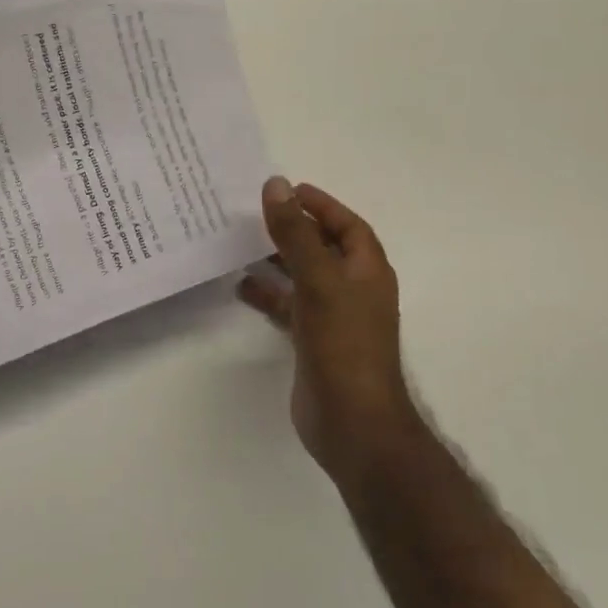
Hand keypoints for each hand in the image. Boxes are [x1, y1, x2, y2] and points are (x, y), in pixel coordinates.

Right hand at [238, 177, 409, 477]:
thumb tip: (276, 186)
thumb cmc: (343, 344)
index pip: (348, 226)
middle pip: (323, 249)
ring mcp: (333, 318)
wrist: (352, 421)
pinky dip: (268, 294)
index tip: (288, 189)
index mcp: (367, 272)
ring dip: (276, 260)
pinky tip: (241, 287)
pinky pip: (289, 306)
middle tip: (256, 214)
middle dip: (293, 230)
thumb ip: (296, 234)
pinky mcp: (313, 342)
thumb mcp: (318, 280)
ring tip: (240, 246)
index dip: (322, 205)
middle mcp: (353, 291)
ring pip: (303, 277)